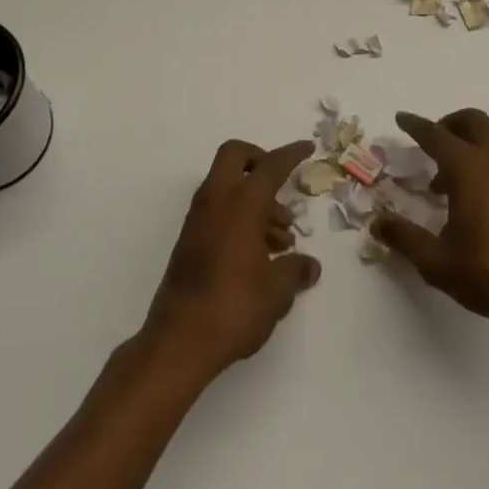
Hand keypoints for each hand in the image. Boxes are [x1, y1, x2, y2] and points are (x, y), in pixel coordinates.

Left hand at [141, 139, 321, 379]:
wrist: (179, 341)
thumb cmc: (234, 306)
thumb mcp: (277, 291)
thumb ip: (296, 271)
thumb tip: (310, 266)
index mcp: (242, 202)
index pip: (271, 165)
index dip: (291, 154)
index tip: (307, 148)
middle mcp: (216, 200)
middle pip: (235, 157)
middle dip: (260, 161)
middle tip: (281, 187)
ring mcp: (198, 219)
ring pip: (227, 187)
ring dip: (254, 200)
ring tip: (281, 240)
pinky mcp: (189, 240)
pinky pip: (218, 210)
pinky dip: (239, 217)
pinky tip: (259, 253)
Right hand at [371, 109, 488, 338]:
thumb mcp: (437, 262)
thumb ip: (404, 238)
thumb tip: (376, 222)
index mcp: (469, 170)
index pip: (436, 135)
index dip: (415, 126)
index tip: (402, 119)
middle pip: (471, 122)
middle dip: (448, 125)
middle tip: (431, 144)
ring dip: (468, 146)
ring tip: (449, 182)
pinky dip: (487, 162)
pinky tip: (480, 199)